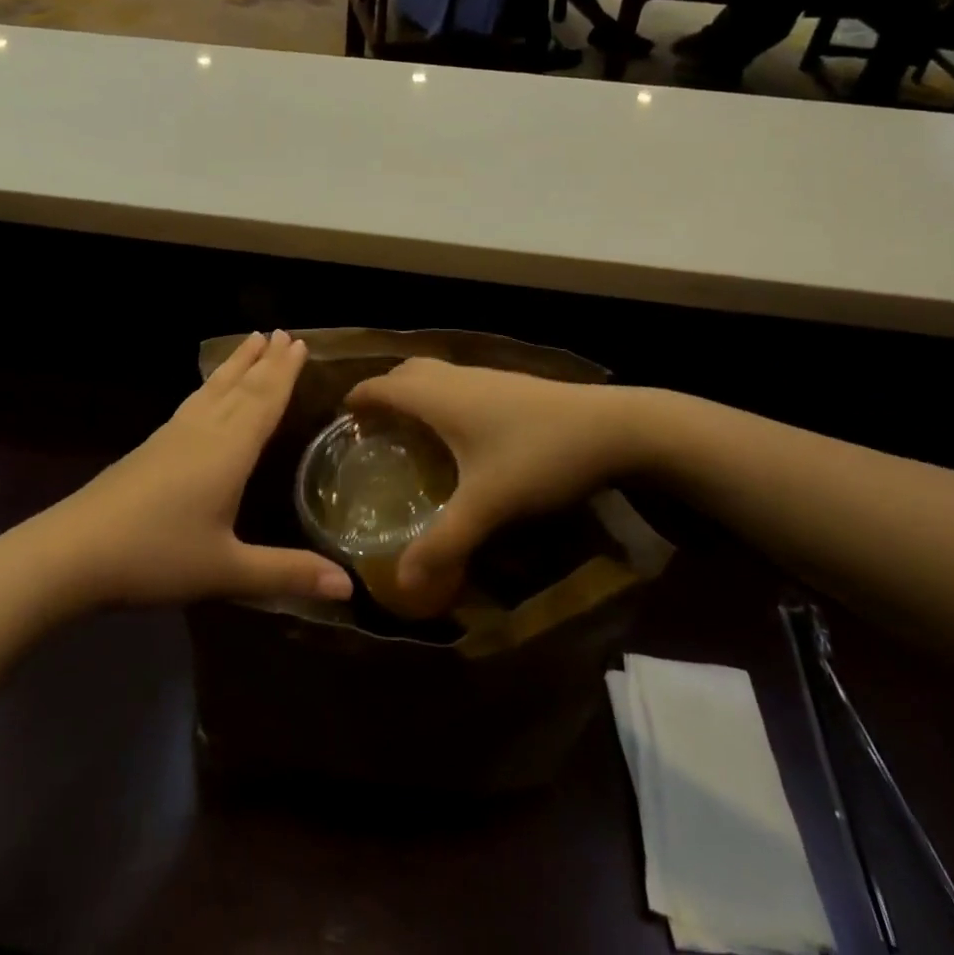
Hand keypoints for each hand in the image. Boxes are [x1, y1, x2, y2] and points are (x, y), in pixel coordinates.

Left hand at [34, 332, 352, 609]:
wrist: (73, 552)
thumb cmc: (157, 557)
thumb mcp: (227, 570)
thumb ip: (286, 573)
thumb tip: (349, 587)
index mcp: (229, 451)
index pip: (264, 401)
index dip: (284, 373)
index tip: (300, 342)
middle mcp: (204, 432)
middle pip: (241, 387)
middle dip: (265, 360)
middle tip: (285, 332)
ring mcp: (173, 436)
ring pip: (213, 390)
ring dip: (236, 364)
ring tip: (252, 341)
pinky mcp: (150, 447)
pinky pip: (193, 402)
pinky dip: (210, 386)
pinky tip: (206, 392)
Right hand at [345, 360, 645, 615]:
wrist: (614, 426)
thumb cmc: (539, 455)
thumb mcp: (488, 504)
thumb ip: (444, 542)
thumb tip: (401, 582)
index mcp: (438, 396)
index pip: (380, 386)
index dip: (356, 399)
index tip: (339, 421)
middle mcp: (455, 378)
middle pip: (405, 373)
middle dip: (383, 393)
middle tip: (372, 431)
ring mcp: (486, 376)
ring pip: (435, 375)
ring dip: (414, 394)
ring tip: (409, 431)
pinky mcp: (510, 384)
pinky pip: (458, 383)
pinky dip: (442, 398)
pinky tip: (460, 433)